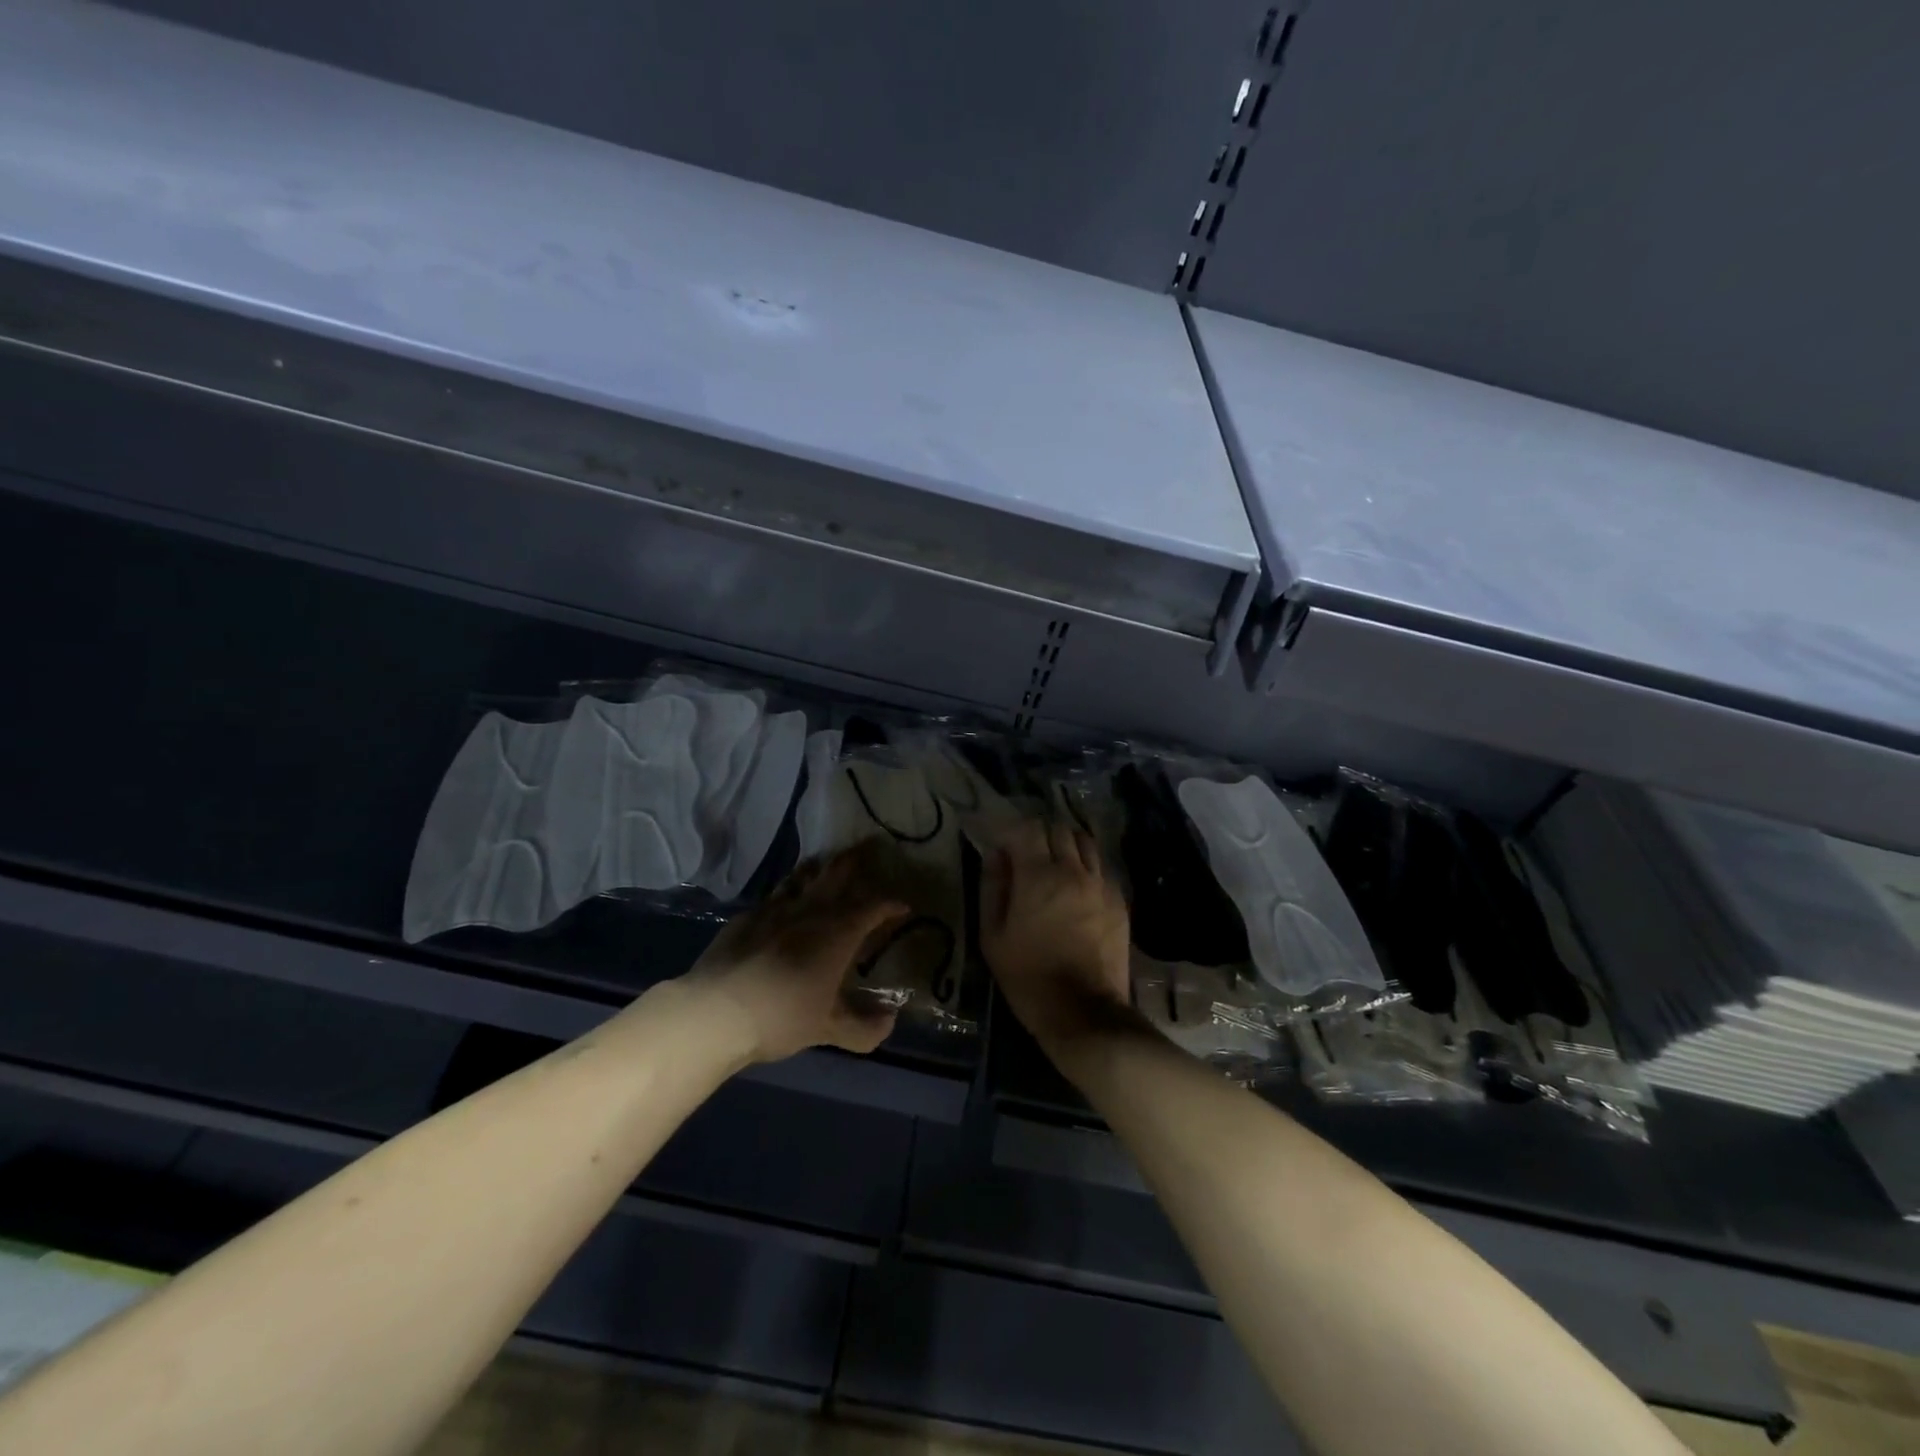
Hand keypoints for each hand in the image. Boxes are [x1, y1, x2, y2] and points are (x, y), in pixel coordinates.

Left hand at [684, 841, 909, 1063]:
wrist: (716, 1012)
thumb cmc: (782, 1016)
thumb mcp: (828, 1029)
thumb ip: (863, 1028)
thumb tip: (890, 1021)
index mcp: (838, 933)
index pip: (872, 908)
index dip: (890, 905)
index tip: (903, 907)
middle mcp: (810, 911)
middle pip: (837, 875)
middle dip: (855, 861)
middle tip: (867, 848)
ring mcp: (775, 909)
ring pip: (803, 877)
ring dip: (819, 867)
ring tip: (827, 862)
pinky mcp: (747, 917)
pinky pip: (775, 894)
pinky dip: (788, 889)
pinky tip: (785, 899)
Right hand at [981, 817, 1131, 1048]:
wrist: (1083, 1012)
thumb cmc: (1028, 976)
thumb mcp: (993, 936)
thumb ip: (993, 888)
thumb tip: (996, 854)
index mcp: (1038, 876)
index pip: (1028, 828)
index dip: (1012, 830)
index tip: (1003, 845)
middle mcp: (1073, 870)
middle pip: (1059, 829)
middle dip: (1039, 835)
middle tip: (1026, 856)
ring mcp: (1101, 884)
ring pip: (1085, 843)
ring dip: (1067, 845)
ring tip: (1054, 866)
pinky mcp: (1119, 901)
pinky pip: (1101, 868)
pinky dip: (1086, 867)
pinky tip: (1077, 889)